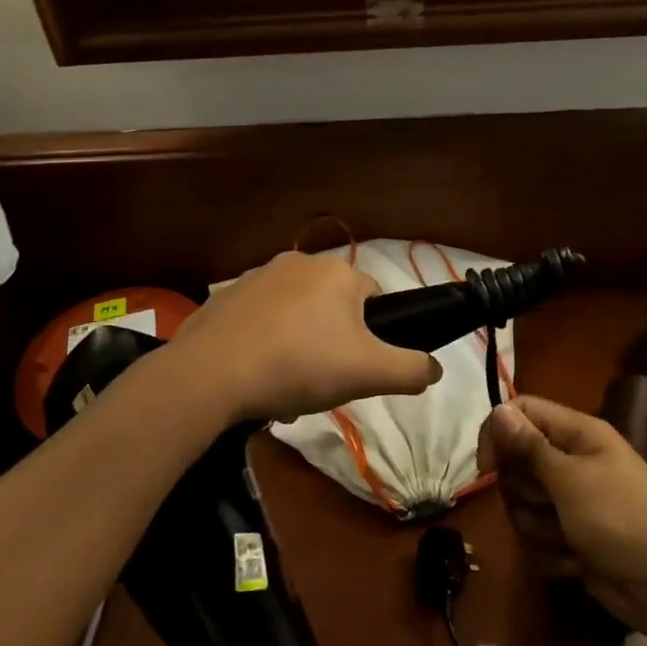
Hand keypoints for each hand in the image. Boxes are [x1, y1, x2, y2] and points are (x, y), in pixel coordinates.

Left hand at [169, 251, 441, 425]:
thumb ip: (411, 369)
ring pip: (296, 313)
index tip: (358, 368)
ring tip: (287, 384)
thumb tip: (435, 368)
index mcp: (338, 272)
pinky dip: (264, 342)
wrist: (211, 374)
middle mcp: (298, 261)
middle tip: (324, 379)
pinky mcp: (225, 297)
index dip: (374, 336)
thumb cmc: (299, 365)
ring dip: (299, 342)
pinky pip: (260, 320)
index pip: (375, 299)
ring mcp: (257, 276)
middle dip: (335, 340)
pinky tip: (256, 374)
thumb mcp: (369, 374)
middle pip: (334, 306)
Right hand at [479, 396, 646, 636]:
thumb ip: (530, 447)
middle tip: (548, 505)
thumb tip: (498, 409)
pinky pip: (539, 538)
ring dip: (538, 527)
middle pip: (516, 463)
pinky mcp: (572, 538)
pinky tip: (577, 562)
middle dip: (523, 491)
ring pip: (523, 505)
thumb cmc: (622, 520)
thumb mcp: (570, 479)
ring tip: (569, 538)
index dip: (499, 435)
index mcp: (578, 434)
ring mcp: (572, 502)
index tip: (488, 469)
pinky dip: (553, 553)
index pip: (520, 412)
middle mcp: (572, 461)